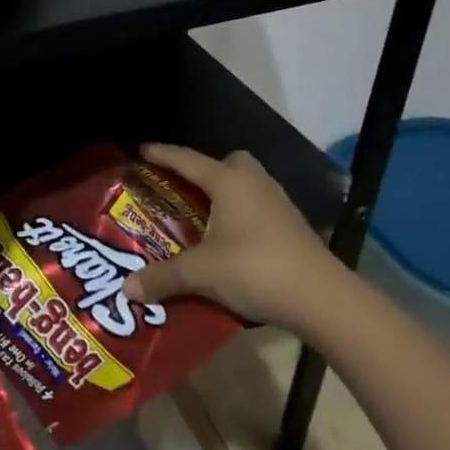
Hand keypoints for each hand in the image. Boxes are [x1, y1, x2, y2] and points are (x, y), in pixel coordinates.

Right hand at [124, 143, 353, 335]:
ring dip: (224, 195)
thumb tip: (126, 288)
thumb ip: (164, 277)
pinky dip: (240, 215)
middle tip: (182, 188)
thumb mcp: (202, 273)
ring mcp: (277, 203)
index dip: (161, 154)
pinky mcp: (292, 226)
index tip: (140, 150)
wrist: (323, 299)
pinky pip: (257, 207)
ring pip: (246, 185)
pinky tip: (230, 240)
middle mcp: (253, 182)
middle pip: (226, 163)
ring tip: (202, 216)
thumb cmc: (256, 269)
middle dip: (204, 171)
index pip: (186, 159)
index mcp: (228, 181)